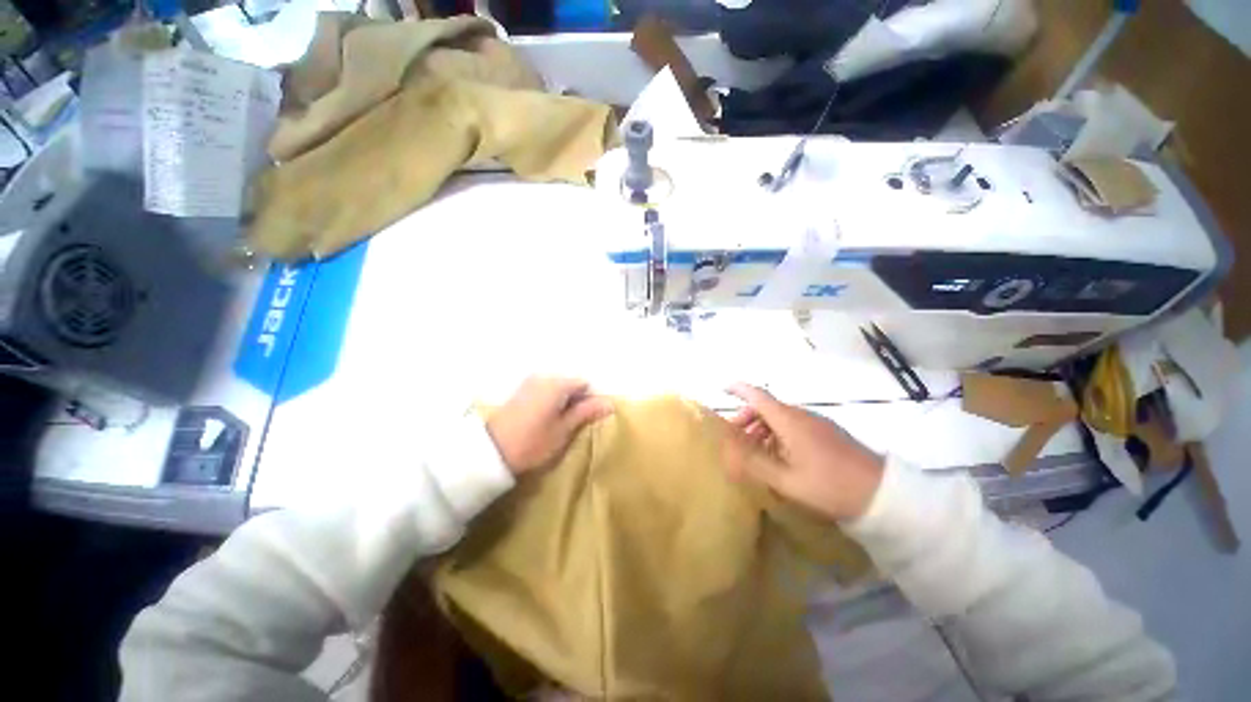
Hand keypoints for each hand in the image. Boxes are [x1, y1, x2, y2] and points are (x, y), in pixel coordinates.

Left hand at [486, 376, 613, 475]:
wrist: (491, 452)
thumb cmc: (533, 442)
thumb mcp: (564, 430)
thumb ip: (586, 412)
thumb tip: (610, 402)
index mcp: (557, 384)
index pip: (584, 384)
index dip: (590, 400)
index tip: (587, 419)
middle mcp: (544, 376)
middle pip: (570, 383)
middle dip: (576, 400)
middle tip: (575, 423)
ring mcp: (530, 382)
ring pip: (557, 388)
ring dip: (563, 401)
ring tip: (560, 423)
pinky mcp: (520, 391)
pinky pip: (545, 390)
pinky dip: (551, 401)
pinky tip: (546, 419)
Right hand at [722, 383, 884, 520]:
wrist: (882, 494)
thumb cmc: (829, 486)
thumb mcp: (786, 481)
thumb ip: (755, 464)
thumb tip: (729, 452)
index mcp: (789, 421)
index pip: (758, 396)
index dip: (738, 389)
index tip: (722, 388)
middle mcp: (801, 415)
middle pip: (767, 407)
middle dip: (746, 418)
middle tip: (736, 439)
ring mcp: (816, 423)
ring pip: (780, 418)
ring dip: (762, 429)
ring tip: (755, 453)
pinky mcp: (826, 433)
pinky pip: (794, 426)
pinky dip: (778, 435)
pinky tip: (779, 458)